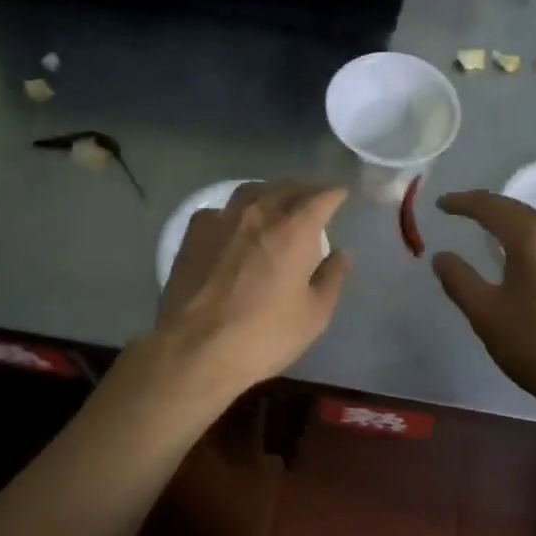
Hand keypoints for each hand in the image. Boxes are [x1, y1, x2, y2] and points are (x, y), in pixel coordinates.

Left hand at [156, 181, 350, 397]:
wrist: (195, 349)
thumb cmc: (264, 336)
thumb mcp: (314, 315)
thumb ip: (332, 278)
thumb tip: (341, 253)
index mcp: (294, 230)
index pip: (321, 197)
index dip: (335, 193)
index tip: (341, 194)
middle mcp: (259, 213)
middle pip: (286, 187)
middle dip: (304, 188)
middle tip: (314, 196)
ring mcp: (222, 219)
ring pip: (252, 191)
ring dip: (270, 192)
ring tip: (277, 200)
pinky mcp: (194, 232)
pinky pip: (221, 209)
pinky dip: (235, 210)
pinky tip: (235, 223)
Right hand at [430, 190, 535, 410]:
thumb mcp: (487, 316)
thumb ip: (460, 281)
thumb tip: (442, 257)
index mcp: (534, 237)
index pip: (491, 206)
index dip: (463, 202)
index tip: (441, 204)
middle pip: (519, 211)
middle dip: (488, 210)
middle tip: (462, 213)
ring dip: (512, 226)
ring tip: (490, 235)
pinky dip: (532, 244)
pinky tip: (525, 261)